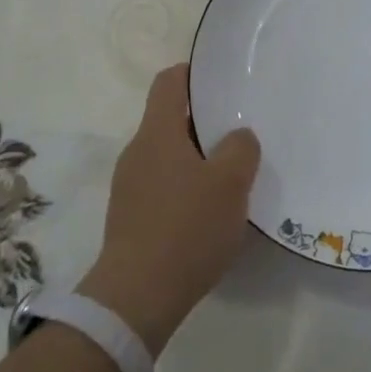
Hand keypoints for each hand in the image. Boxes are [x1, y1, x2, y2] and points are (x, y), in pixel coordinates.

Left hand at [77, 65, 259, 354]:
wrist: (136, 298)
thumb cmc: (186, 227)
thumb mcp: (230, 184)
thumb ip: (241, 149)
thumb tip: (238, 137)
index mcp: (157, 132)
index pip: (169, 81)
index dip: (194, 73)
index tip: (222, 80)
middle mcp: (137, 151)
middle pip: (170, 120)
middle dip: (205, 122)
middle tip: (241, 131)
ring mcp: (130, 186)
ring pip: (169, 156)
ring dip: (198, 159)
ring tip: (232, 175)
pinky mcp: (131, 218)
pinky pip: (163, 186)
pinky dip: (186, 188)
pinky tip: (210, 212)